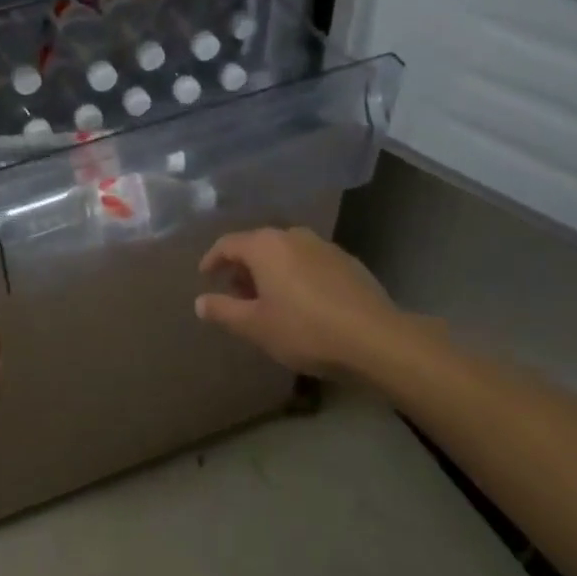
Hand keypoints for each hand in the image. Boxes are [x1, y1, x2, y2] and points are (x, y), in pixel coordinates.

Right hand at [196, 227, 412, 378]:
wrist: (376, 339)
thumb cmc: (305, 330)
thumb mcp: (255, 326)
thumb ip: (223, 311)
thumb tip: (200, 302)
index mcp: (265, 245)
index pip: (227, 244)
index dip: (212, 260)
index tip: (205, 277)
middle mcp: (292, 235)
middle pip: (258, 245)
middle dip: (243, 268)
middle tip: (237, 294)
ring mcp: (323, 246)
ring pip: (286, 253)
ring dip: (271, 271)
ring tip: (269, 300)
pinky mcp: (348, 262)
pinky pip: (310, 263)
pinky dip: (297, 276)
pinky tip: (303, 303)